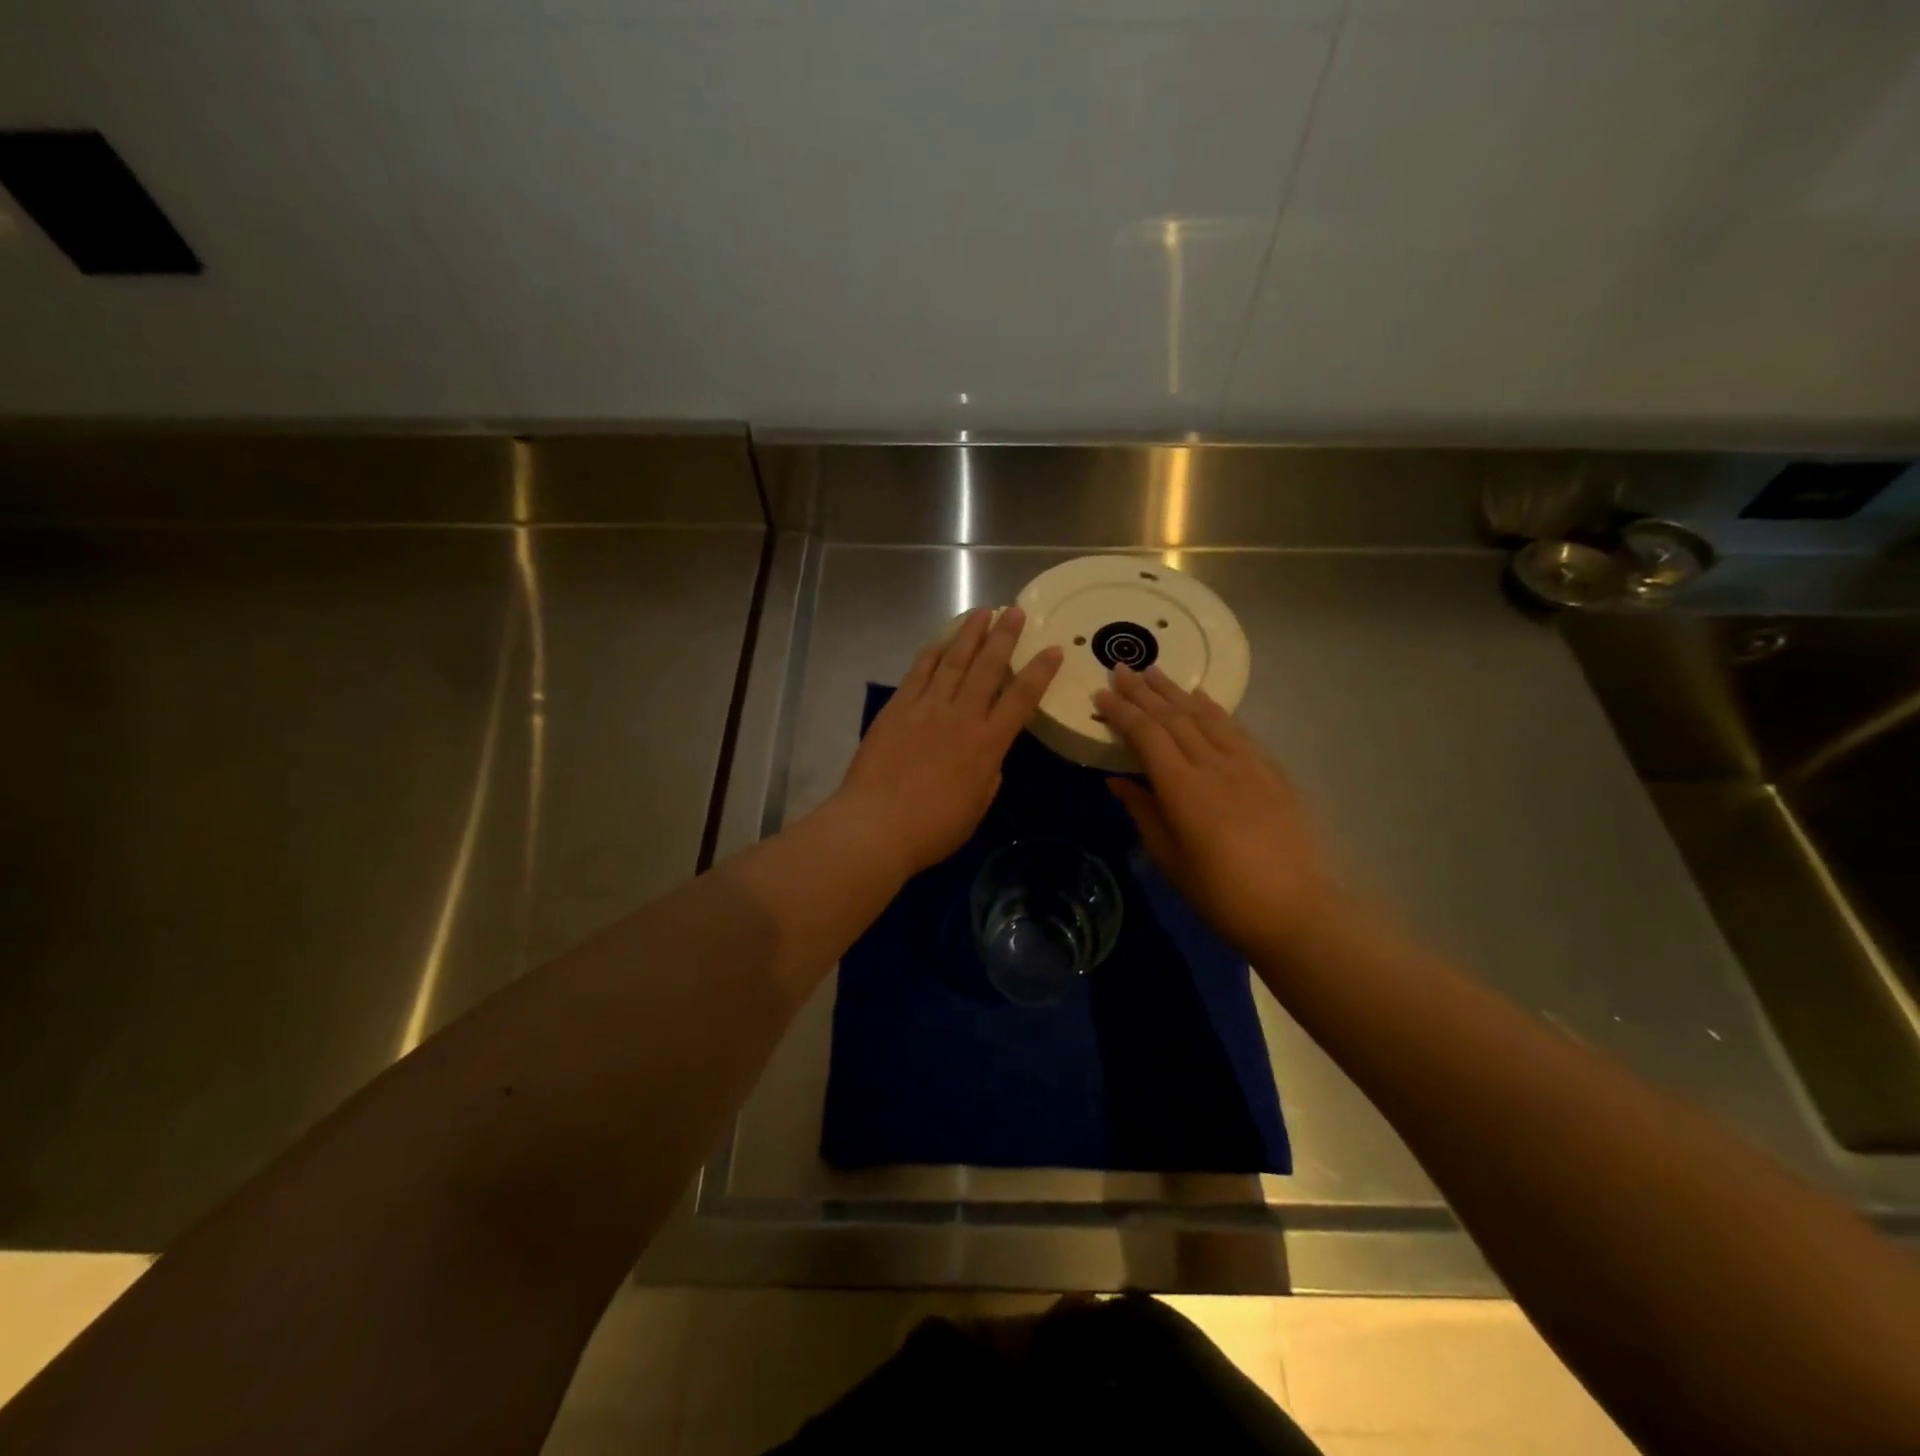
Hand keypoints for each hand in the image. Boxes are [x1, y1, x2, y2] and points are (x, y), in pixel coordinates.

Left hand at [832, 607, 1061, 877]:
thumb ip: (988, 776)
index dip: (1040, 672)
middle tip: (1015, 611)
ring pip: (954, 661)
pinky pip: (918, 673)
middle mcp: (961, 717)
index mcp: (987, 745)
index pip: (1021, 699)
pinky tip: (940, 640)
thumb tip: (989, 757)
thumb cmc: (932, 829)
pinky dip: (932, 653)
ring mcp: (927, 708)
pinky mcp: (898, 708)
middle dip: (1004, 637)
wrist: (876, 826)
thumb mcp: (976, 808)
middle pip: (988, 668)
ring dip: (970, 634)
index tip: (1053, 650)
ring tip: (982, 611)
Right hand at [1096, 664, 1337, 955]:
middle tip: (1120, 668)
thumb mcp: (1170, 860)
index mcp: (1183, 789)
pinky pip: (1235, 728)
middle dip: (1143, 691)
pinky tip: (1202, 698)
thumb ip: (1143, 812)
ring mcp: (1247, 763)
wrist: (1297, 909)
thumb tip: (1116, 780)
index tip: (1100, 693)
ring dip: (1176, 691)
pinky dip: (1213, 708)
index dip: (1121, 711)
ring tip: (1154, 671)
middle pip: (1173, 717)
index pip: (1146, 735)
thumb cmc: (1222, 894)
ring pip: (1205, 715)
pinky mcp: (1271, 770)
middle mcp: (1213, 764)